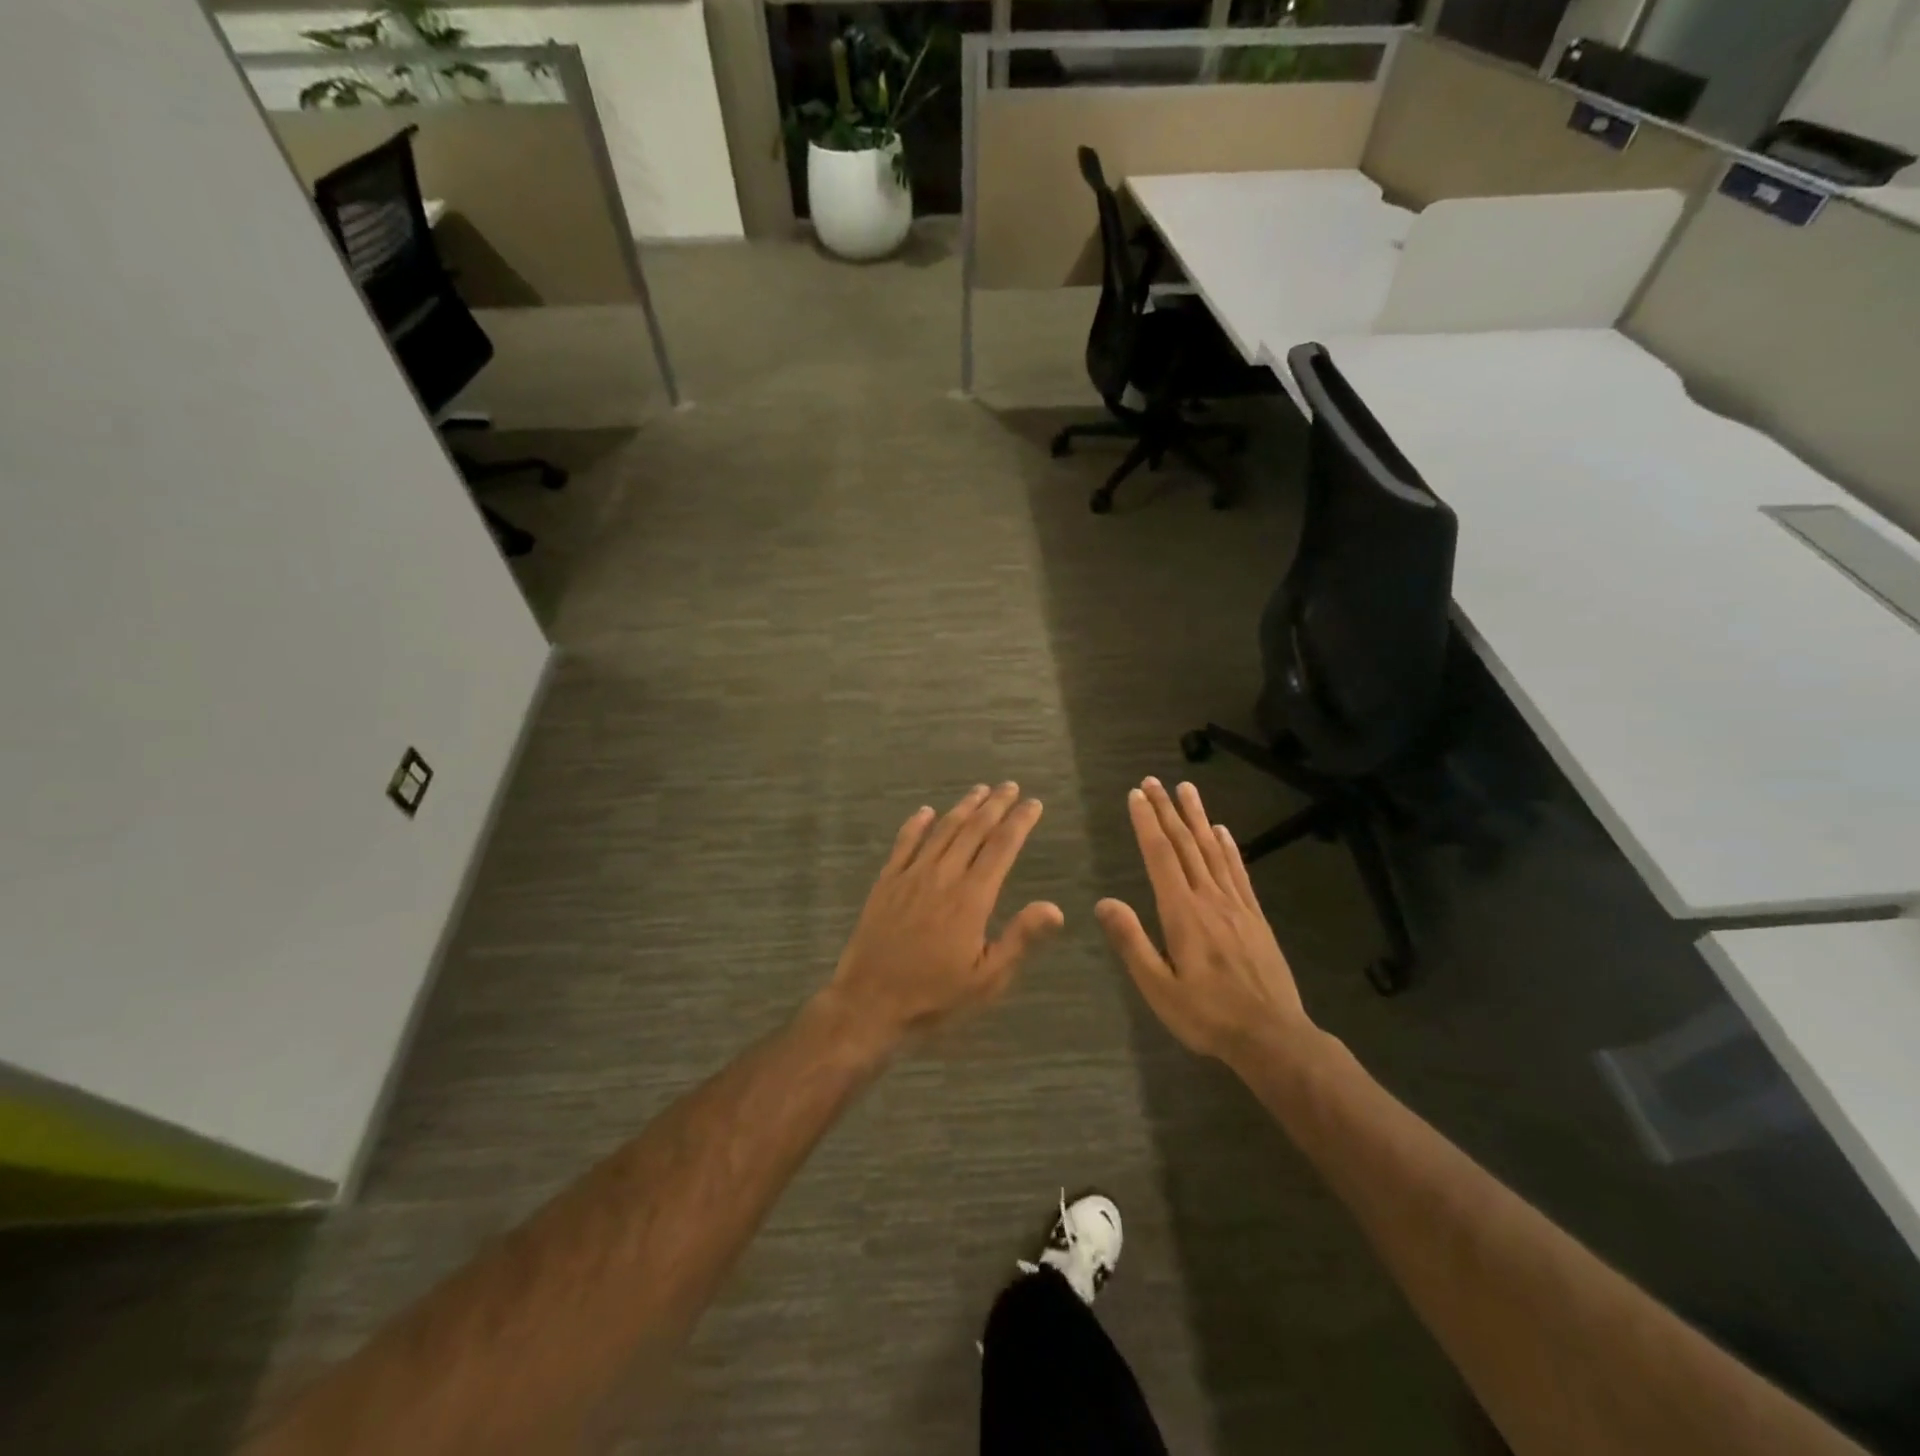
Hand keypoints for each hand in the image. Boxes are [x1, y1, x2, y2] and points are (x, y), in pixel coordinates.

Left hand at [822, 783, 1063, 1046]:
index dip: (1020, 822)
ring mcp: (910, 876)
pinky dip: (917, 824)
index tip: (1033, 803)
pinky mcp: (886, 882)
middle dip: (995, 805)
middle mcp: (942, 876)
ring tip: (980, 790)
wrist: (868, 1004)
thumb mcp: (987, 980)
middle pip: (973, 830)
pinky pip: (904, 843)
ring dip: (963, 807)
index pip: (1002, 848)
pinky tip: (926, 811)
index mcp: (971, 898)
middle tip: (1010, 787)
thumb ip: (1020, 939)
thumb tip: (1055, 907)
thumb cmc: (934, 997)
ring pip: (942, 831)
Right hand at [1096, 778, 1312, 1063]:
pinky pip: (1238, 871)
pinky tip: (1221, 831)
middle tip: (1153, 781)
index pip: (1160, 856)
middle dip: (1166, 810)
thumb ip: (1132, 943)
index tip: (1136, 795)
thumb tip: (1105, 902)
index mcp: (1182, 913)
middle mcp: (1209, 899)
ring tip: (1186, 789)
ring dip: (1197, 817)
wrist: (1272, 1036)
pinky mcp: (1254, 916)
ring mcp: (1236, 905)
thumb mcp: (1159, 988)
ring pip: (1212, 850)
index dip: (1146, 823)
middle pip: (1184, 845)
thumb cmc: (1208, 1015)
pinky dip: (1228, 846)